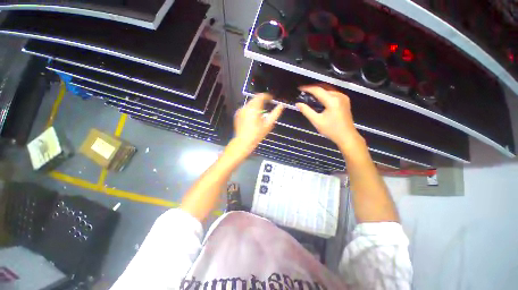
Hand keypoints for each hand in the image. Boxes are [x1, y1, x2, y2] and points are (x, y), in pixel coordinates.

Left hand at [231, 94, 283, 157]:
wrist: (243, 142)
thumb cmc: (257, 134)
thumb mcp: (268, 124)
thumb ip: (276, 113)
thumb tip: (281, 105)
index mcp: (254, 108)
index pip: (261, 96)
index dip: (267, 96)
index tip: (271, 99)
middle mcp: (246, 107)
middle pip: (255, 99)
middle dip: (261, 100)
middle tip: (267, 105)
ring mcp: (240, 110)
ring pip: (250, 103)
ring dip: (256, 105)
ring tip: (261, 112)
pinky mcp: (237, 114)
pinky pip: (245, 108)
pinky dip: (250, 110)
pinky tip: (253, 117)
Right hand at [296, 85, 362, 148]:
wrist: (347, 136)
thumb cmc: (331, 130)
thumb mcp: (316, 121)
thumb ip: (306, 111)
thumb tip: (298, 104)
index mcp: (332, 101)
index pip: (318, 90)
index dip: (308, 88)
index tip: (300, 88)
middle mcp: (339, 96)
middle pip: (324, 88)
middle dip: (313, 89)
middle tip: (303, 92)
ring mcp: (343, 98)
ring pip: (328, 90)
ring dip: (319, 91)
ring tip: (309, 95)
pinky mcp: (345, 101)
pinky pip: (333, 93)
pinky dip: (325, 94)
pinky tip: (319, 99)